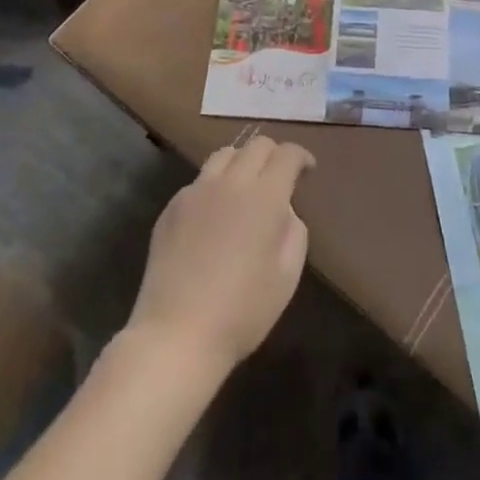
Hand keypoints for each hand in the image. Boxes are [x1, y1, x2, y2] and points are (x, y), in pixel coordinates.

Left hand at [125, 136, 314, 379]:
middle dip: (274, 154)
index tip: (307, 171)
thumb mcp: (287, 275)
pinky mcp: (172, 208)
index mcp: (265, 196)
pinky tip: (215, 215)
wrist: (177, 334)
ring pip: (224, 154)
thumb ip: (293, 231)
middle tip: (279, 178)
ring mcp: (196, 192)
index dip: (301, 157)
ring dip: (242, 162)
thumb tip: (283, 210)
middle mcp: (230, 183)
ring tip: (246, 187)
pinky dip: (215, 186)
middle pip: (256, 145)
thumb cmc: (243, 311)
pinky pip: (199, 181)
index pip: (287, 154)